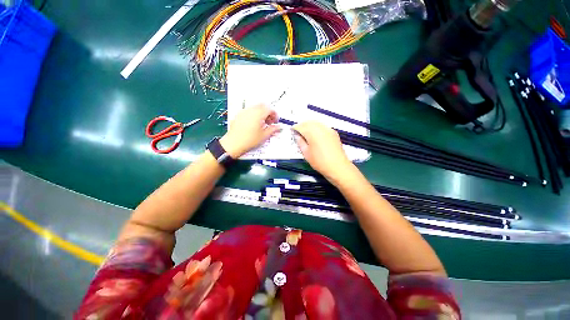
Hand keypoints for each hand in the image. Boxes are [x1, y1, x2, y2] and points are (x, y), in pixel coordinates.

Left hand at [219, 104, 280, 157]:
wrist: (233, 144)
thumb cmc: (249, 140)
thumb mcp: (264, 136)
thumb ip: (273, 129)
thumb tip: (279, 127)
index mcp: (258, 114)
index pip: (270, 109)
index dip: (275, 114)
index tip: (276, 121)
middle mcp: (251, 110)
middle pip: (263, 105)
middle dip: (268, 112)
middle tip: (270, 122)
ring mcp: (244, 112)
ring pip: (255, 107)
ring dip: (261, 113)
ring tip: (262, 124)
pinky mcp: (239, 115)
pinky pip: (249, 111)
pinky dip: (254, 114)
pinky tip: (254, 124)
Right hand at [292, 121, 352, 179]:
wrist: (338, 166)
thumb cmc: (319, 162)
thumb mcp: (306, 153)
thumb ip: (300, 142)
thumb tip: (297, 136)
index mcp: (312, 132)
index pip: (301, 126)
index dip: (295, 128)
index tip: (292, 131)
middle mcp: (320, 128)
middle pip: (309, 122)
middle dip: (302, 125)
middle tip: (298, 132)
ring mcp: (328, 129)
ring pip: (316, 123)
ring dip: (309, 125)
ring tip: (306, 133)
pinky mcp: (333, 133)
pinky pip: (322, 126)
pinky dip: (317, 128)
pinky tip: (315, 135)